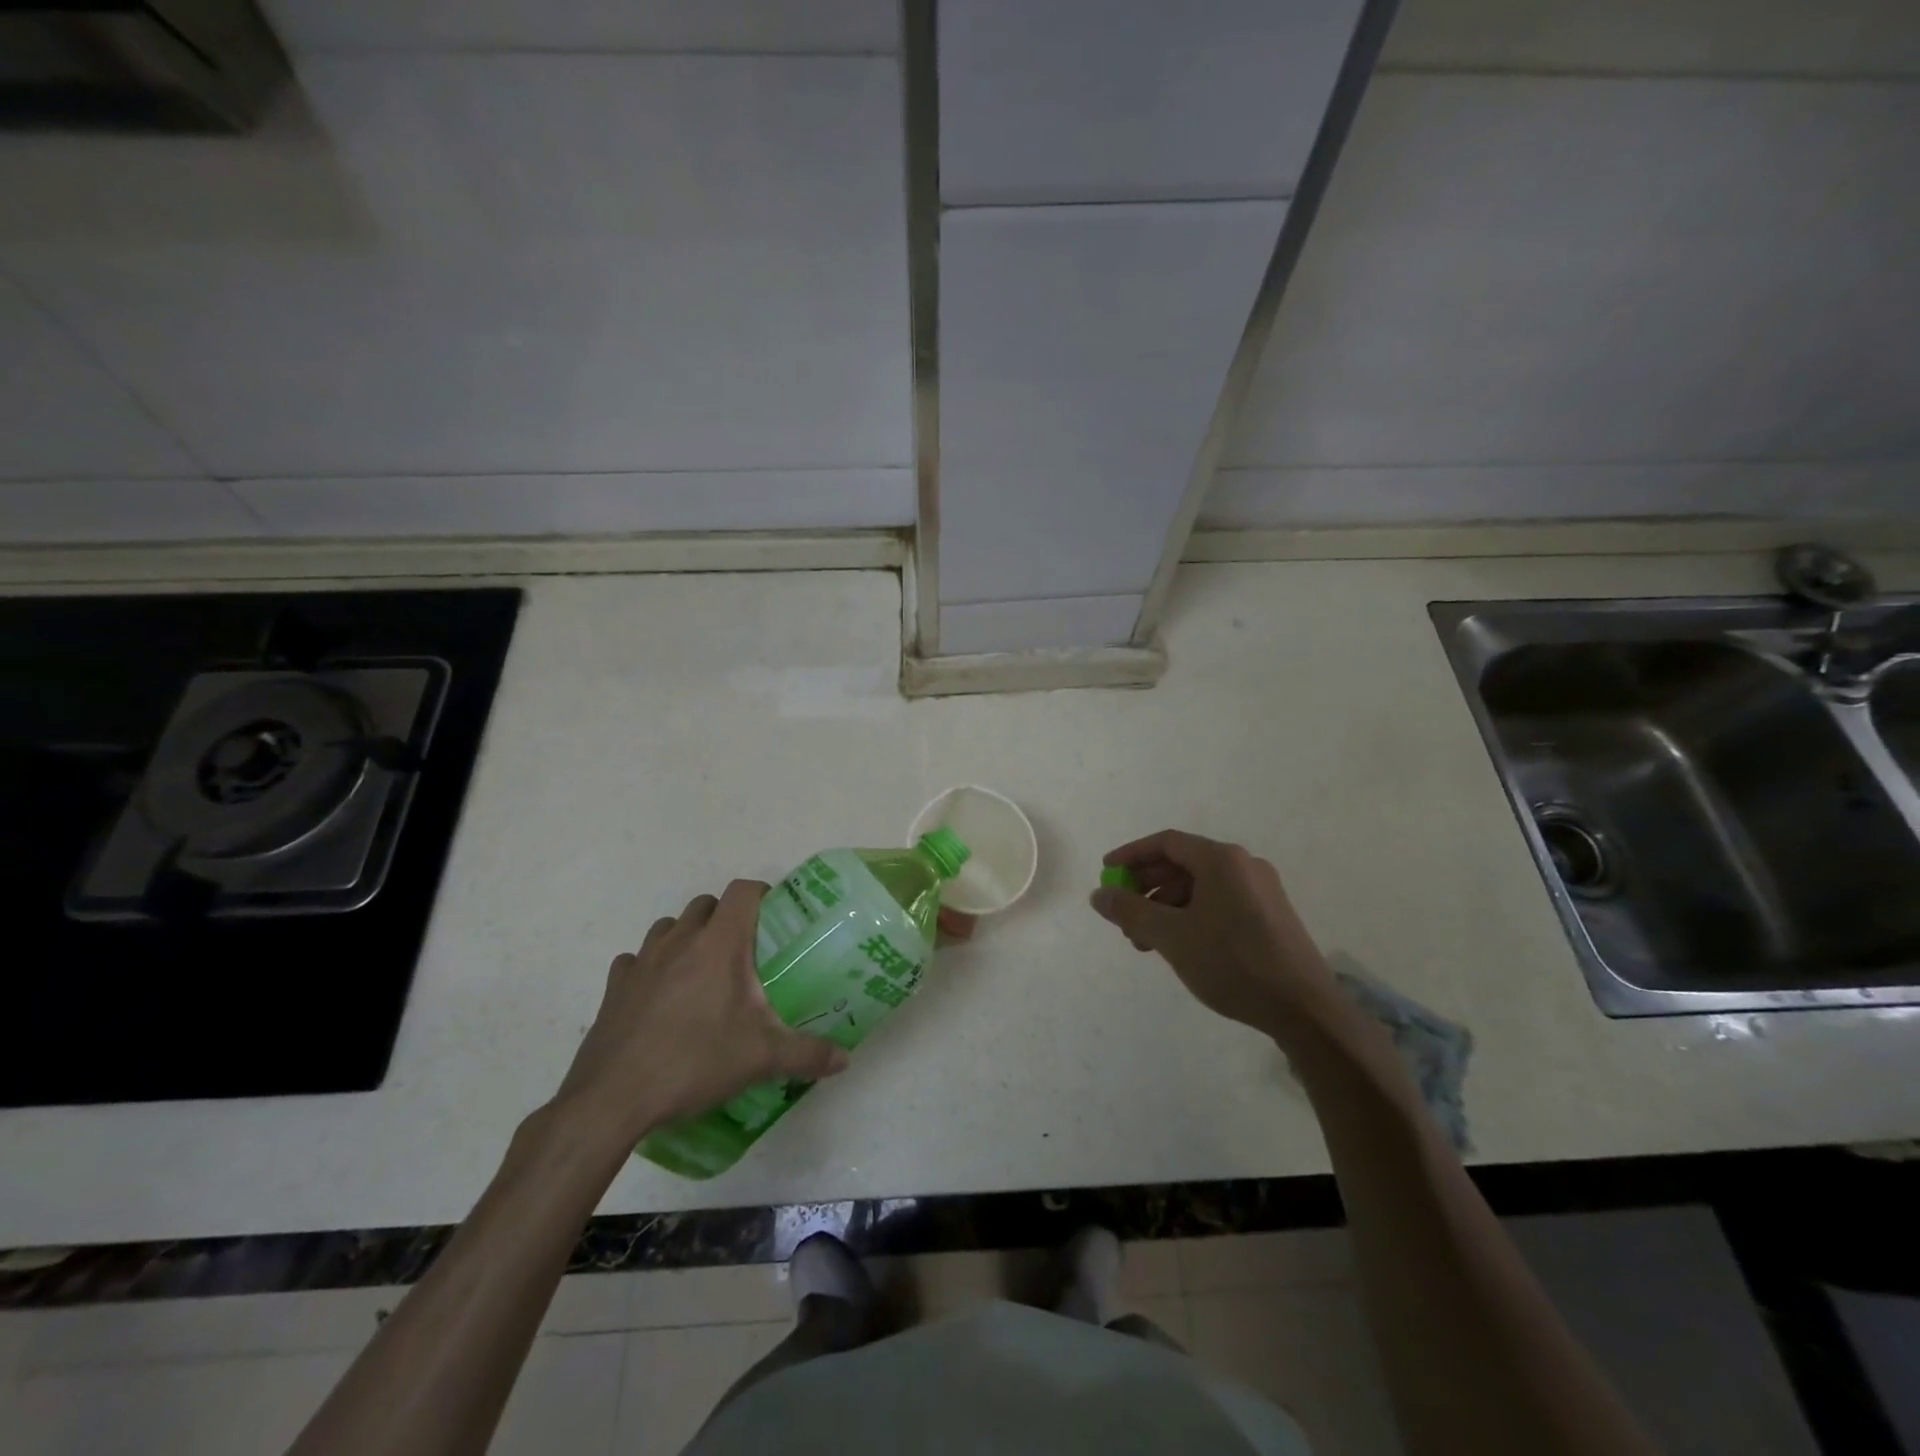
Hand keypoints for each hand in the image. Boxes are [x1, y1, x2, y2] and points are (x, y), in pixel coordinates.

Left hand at [551, 880, 847, 1148]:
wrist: (613, 1099)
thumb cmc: (694, 1061)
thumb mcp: (761, 1058)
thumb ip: (807, 1053)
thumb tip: (845, 1058)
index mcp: (718, 943)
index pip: (742, 891)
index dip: (761, 894)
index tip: (775, 916)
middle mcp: (679, 940)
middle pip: (706, 904)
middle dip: (726, 917)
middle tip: (744, 952)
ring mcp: (642, 960)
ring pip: (669, 927)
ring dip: (688, 937)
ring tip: (702, 972)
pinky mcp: (615, 986)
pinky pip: (636, 960)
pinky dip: (651, 966)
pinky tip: (660, 995)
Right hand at [1089, 830, 1338, 1036]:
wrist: (1304, 1010)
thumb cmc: (1232, 963)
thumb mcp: (1171, 936)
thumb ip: (1130, 911)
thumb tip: (1099, 894)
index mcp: (1221, 859)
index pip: (1166, 842)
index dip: (1132, 855)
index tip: (1107, 871)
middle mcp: (1244, 865)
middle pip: (1183, 863)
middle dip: (1147, 886)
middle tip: (1123, 913)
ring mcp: (1261, 891)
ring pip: (1201, 887)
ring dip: (1167, 907)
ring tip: (1146, 942)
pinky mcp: (1271, 916)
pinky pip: (1220, 903)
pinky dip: (1192, 916)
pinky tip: (1180, 946)